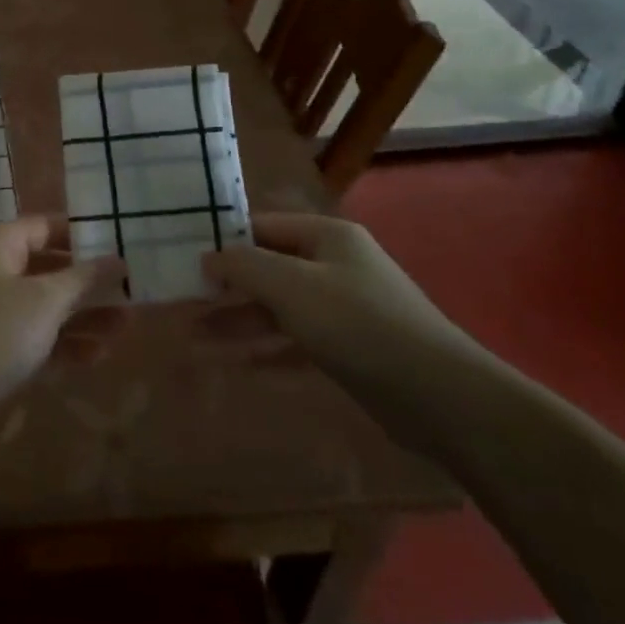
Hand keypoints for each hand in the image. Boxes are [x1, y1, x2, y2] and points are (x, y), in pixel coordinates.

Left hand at [0, 216, 122, 421]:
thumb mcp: (44, 300)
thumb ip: (84, 278)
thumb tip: (118, 257)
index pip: (45, 226)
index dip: (81, 233)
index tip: (120, 243)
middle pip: (48, 267)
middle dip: (89, 280)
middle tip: (131, 289)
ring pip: (45, 306)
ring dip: (83, 315)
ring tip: (128, 325)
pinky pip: (36, 338)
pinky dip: (64, 344)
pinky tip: (99, 356)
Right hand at [202, 213, 483, 415]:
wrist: (442, 397)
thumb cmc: (359, 325)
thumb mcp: (292, 286)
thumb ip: (245, 266)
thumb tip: (209, 257)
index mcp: (326, 236)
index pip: (261, 226)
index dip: (223, 240)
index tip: (184, 259)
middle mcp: (334, 264)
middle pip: (267, 267)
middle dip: (226, 287)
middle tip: (182, 300)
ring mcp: (344, 307)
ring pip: (279, 307)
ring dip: (240, 321)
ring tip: (195, 337)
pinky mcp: (351, 348)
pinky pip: (297, 340)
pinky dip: (268, 349)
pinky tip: (237, 363)